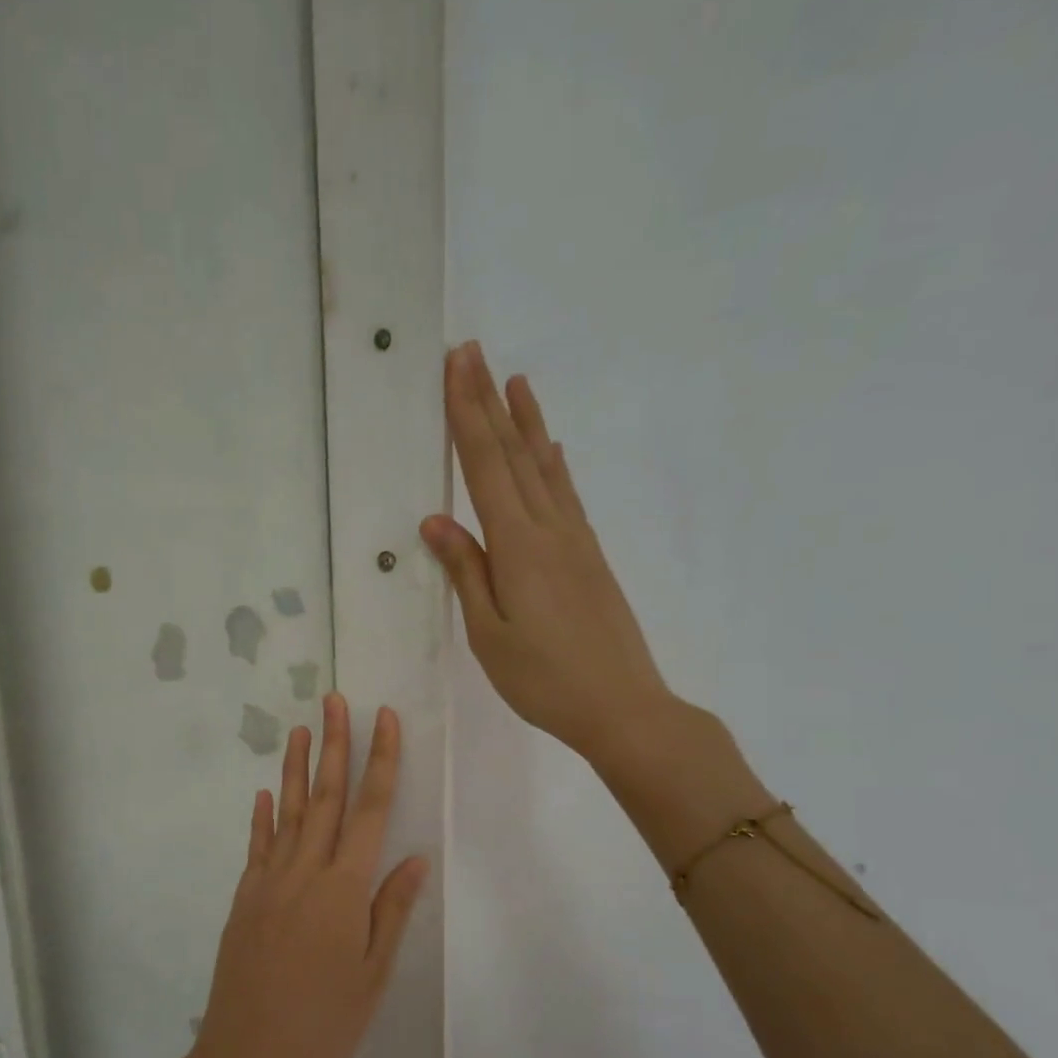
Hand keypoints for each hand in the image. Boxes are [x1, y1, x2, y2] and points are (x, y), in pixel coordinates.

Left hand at [157, 694, 426, 1057]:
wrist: (248, 1055)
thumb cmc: (324, 1021)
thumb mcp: (373, 973)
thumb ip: (392, 910)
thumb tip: (415, 858)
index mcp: (344, 888)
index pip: (371, 810)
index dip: (381, 761)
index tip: (384, 719)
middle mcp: (306, 872)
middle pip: (325, 797)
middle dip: (335, 744)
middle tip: (336, 700)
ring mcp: (269, 882)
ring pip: (287, 812)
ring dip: (296, 768)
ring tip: (300, 728)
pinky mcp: (245, 898)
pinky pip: (257, 846)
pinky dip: (261, 817)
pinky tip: (263, 793)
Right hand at [422, 342, 693, 767]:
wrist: (622, 706)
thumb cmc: (544, 679)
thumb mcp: (489, 633)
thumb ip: (466, 572)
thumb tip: (436, 520)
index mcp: (518, 546)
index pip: (485, 466)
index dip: (466, 414)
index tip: (455, 365)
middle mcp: (550, 529)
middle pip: (514, 454)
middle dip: (489, 402)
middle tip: (473, 351)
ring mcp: (576, 541)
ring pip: (545, 468)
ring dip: (527, 422)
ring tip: (515, 381)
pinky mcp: (590, 557)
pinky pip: (566, 495)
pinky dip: (554, 464)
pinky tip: (552, 450)